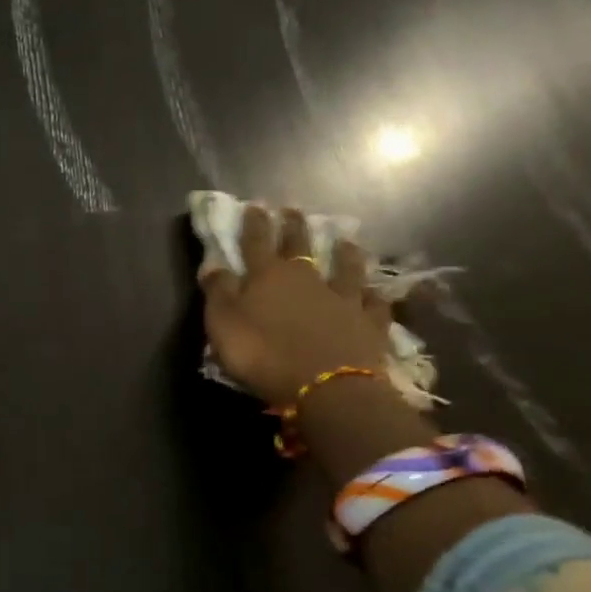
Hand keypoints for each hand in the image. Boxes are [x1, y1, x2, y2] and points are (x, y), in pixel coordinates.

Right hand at [199, 204, 394, 404]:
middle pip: (300, 245)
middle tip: (293, 210)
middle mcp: (307, 278)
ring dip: (344, 252)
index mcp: (267, 276)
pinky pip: (374, 303)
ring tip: (345, 239)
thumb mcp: (223, 324)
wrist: (326, 386)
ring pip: (345, 267)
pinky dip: (374, 295)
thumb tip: (213, 264)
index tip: (254, 205)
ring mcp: (342, 298)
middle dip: (294, 226)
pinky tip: (377, 290)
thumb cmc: (263, 355)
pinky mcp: (369, 322)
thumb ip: (218, 292)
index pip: (256, 241)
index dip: (254, 223)